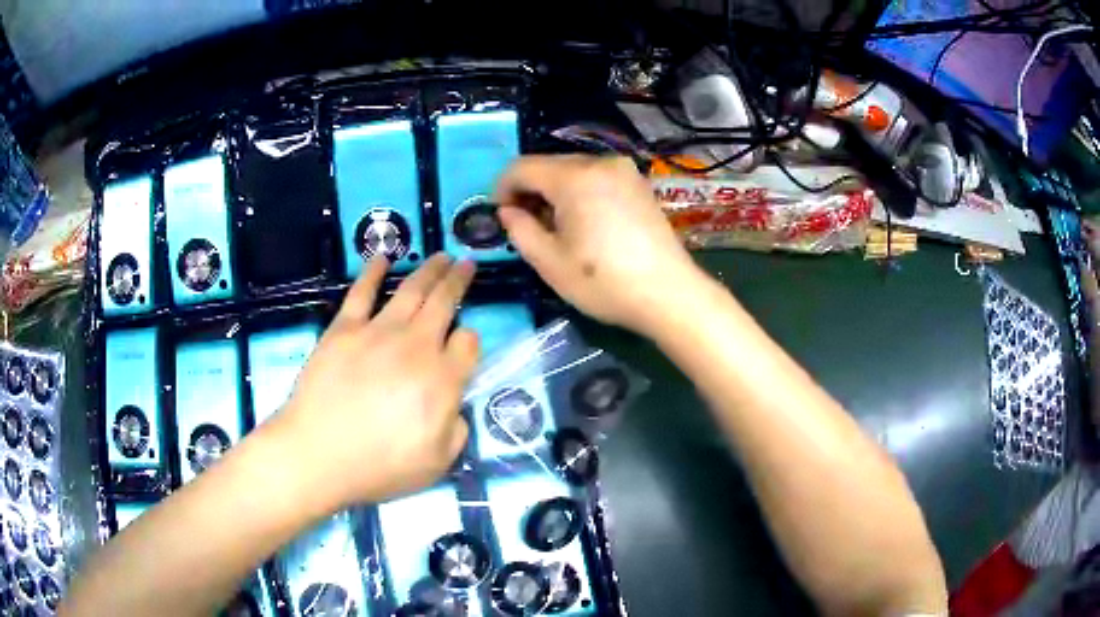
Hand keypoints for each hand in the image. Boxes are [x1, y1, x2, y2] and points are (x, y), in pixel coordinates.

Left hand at [277, 254, 478, 508]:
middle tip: (467, 263)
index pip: (469, 343)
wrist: (318, 455)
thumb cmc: (379, 466)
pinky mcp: (344, 328)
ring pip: (411, 289)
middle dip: (459, 281)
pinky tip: (383, 257)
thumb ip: (457, 430)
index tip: (465, 345)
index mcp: (442, 379)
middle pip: (444, 302)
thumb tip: (455, 406)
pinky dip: (373, 271)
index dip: (470, 341)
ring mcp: (377, 332)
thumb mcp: (437, 463)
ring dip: (430, 269)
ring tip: (441, 256)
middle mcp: (415, 346)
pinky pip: (361, 292)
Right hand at [496, 155, 702, 334]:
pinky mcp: (639, 184)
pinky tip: (584, 224)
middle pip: (549, 165)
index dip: (501, 188)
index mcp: (575, 177)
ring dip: (555, 193)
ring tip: (556, 229)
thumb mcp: (550, 262)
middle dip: (530, 191)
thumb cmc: (604, 282)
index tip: (500, 217)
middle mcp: (601, 162)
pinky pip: (596, 179)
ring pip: (573, 171)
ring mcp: (625, 171)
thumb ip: (520, 230)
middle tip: (526, 227)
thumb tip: (508, 212)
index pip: (522, 167)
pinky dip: (580, 194)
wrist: (669, 295)